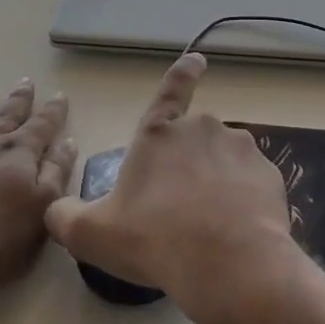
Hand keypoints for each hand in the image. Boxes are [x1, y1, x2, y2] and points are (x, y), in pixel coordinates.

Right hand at [45, 54, 295, 323]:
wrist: (228, 264)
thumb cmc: (154, 240)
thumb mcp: (92, 234)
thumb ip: (65, 217)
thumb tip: (55, 210)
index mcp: (159, 133)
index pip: (170, 90)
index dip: (184, 73)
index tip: (199, 59)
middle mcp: (202, 128)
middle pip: (194, 142)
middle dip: (189, 167)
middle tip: (179, 212)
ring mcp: (240, 148)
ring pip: (224, 163)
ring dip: (217, 184)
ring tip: (208, 227)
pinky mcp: (269, 174)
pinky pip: (251, 184)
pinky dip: (243, 201)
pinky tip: (235, 231)